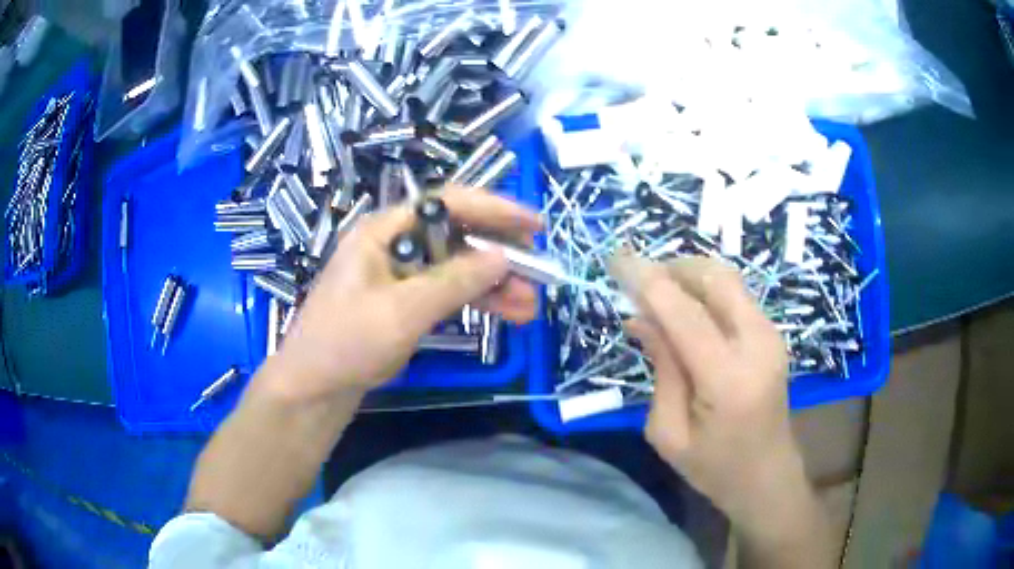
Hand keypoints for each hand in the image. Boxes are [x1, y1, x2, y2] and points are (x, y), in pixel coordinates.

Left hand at [269, 187, 541, 400]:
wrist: (315, 386)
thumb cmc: (346, 342)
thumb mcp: (401, 311)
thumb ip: (453, 281)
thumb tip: (502, 257)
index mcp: (385, 231)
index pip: (446, 204)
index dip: (493, 209)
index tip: (533, 225)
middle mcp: (396, 244)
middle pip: (458, 234)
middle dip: (500, 253)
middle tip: (538, 271)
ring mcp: (402, 273)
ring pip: (459, 266)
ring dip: (495, 283)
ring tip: (530, 304)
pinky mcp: (407, 300)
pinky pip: (450, 290)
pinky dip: (478, 300)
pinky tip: (509, 312)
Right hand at [611, 254, 803, 520]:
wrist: (767, 475)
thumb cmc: (714, 467)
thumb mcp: (669, 433)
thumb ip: (661, 370)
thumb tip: (642, 318)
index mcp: (729, 379)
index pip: (685, 315)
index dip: (648, 282)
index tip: (616, 259)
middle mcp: (758, 344)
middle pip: (715, 279)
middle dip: (673, 269)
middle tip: (638, 281)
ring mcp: (771, 335)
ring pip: (727, 280)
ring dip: (689, 277)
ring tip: (657, 297)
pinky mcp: (772, 334)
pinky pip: (735, 295)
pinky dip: (705, 291)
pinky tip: (684, 311)